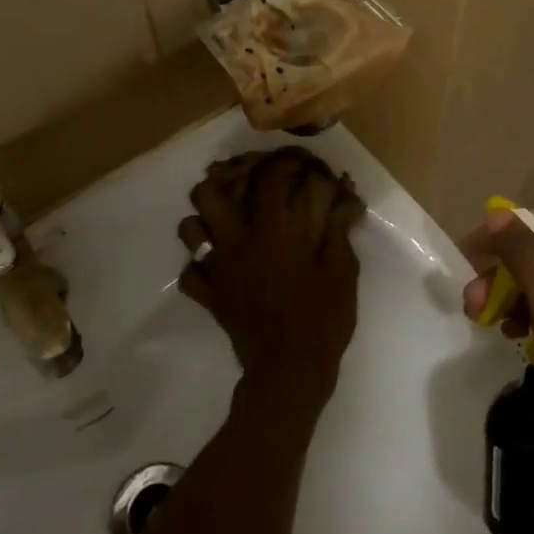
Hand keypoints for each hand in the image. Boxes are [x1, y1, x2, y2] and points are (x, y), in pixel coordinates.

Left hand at [178, 148, 363, 406]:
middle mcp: (236, 241)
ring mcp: (217, 269)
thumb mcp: (343, 270)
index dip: (281, 163)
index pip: (267, 179)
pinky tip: (219, 266)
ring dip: (205, 219)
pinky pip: (189, 272)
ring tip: (228, 221)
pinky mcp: (209, 296)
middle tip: (247, 184)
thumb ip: (338, 230)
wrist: (290, 371)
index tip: (295, 162)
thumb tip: (344, 199)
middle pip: (207, 193)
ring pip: (189, 228)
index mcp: (271, 230)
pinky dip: (199, 265)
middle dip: (224, 180)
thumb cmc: (322, 318)